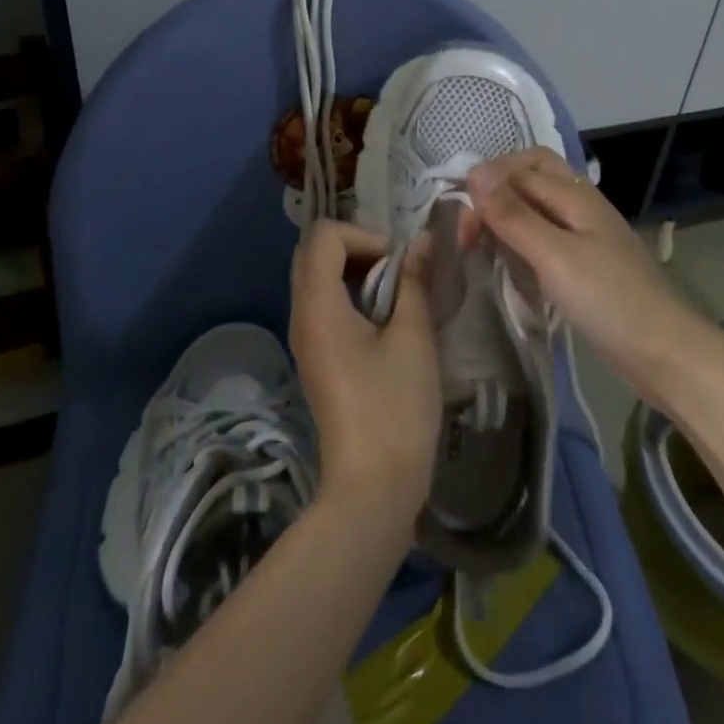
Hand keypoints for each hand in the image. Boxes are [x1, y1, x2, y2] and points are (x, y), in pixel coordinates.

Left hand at [288, 221, 439, 532]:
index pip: (324, 236)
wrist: (373, 488)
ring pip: (321, 278)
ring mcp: (306, 338)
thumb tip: (422, 241)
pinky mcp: (317, 357)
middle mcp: (302, 316)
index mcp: (317, 306)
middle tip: (400, 271)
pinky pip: (326, 305)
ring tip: (400, 294)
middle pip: (316, 253)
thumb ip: (415, 281)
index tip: (399, 263)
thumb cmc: (395, 409)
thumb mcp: (413, 337)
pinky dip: (354, 296)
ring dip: (359, 272)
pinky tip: (388, 320)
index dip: (364, 235)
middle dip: (361, 248)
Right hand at [464, 148, 698, 389]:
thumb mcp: (553, 255)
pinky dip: (521, 242)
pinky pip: (545, 236)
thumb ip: (513, 214)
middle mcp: (580, 205)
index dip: (485, 186)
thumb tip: (473, 171)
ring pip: (536, 206)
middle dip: (495, 192)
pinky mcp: (585, 262)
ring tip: (482, 246)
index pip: (518, 168)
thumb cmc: (608, 300)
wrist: (665, 353)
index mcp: (575, 194)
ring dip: (506, 217)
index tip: (462, 227)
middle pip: (530, 175)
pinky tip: (510, 265)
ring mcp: (585, 234)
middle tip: (470, 229)